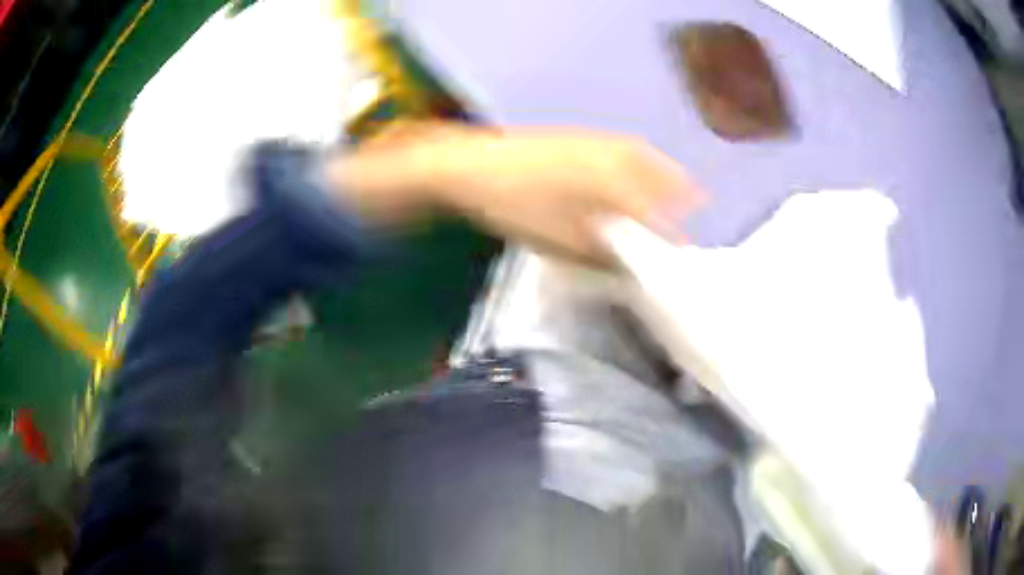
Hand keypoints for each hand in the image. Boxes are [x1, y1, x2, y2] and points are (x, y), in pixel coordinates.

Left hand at [330, 122, 704, 265]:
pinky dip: (641, 161)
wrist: (472, 165)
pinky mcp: (580, 136)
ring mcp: (597, 141)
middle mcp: (615, 156)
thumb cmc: (515, 206)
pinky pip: (625, 147)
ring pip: (646, 157)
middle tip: (695, 211)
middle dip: (682, 193)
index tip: (684, 253)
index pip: (658, 215)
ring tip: (674, 191)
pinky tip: (634, 173)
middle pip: (662, 174)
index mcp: (614, 184)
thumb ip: (602, 256)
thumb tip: (630, 267)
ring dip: (664, 174)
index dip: (673, 236)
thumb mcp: (559, 242)